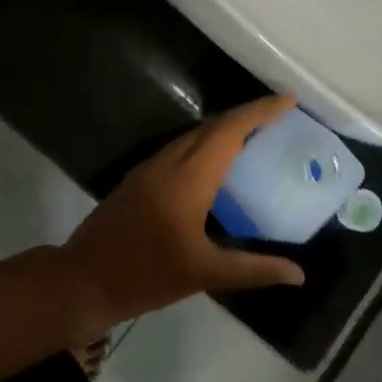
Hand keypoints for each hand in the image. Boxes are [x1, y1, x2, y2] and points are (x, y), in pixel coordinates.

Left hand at [60, 95, 306, 336]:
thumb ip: (254, 270)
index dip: (259, 112)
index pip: (229, 131)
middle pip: (211, 127)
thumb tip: (298, 275)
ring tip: (254, 137)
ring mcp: (148, 169)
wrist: (82, 281)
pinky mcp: (137, 180)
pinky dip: (204, 146)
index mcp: (188, 178)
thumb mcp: (205, 274)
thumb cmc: (146, 275)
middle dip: (245, 116)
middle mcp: (168, 163)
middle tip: (278, 118)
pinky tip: (215, 166)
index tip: (288, 101)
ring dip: (223, 130)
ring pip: (192, 136)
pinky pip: (178, 150)